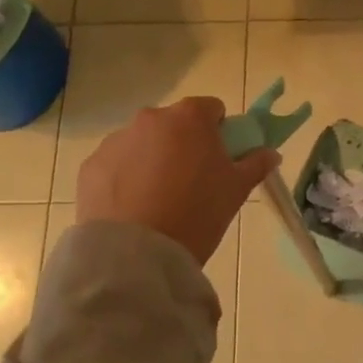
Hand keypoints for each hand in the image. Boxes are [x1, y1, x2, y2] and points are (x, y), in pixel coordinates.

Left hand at [76, 96, 278, 263]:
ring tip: (157, 201)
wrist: (137, 254)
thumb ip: (255, 164)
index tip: (219, 159)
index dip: (219, 132)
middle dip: (183, 145)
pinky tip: (132, 208)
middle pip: (174, 124)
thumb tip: (270, 153)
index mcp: (189, 117)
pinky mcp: (92, 165)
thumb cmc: (196, 213)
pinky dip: (124, 178)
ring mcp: (117, 140)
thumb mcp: (236, 190)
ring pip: (143, 143)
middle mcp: (150, 119)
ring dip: (152, 160)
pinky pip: (116, 164)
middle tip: (190, 183)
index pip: (211, 109)